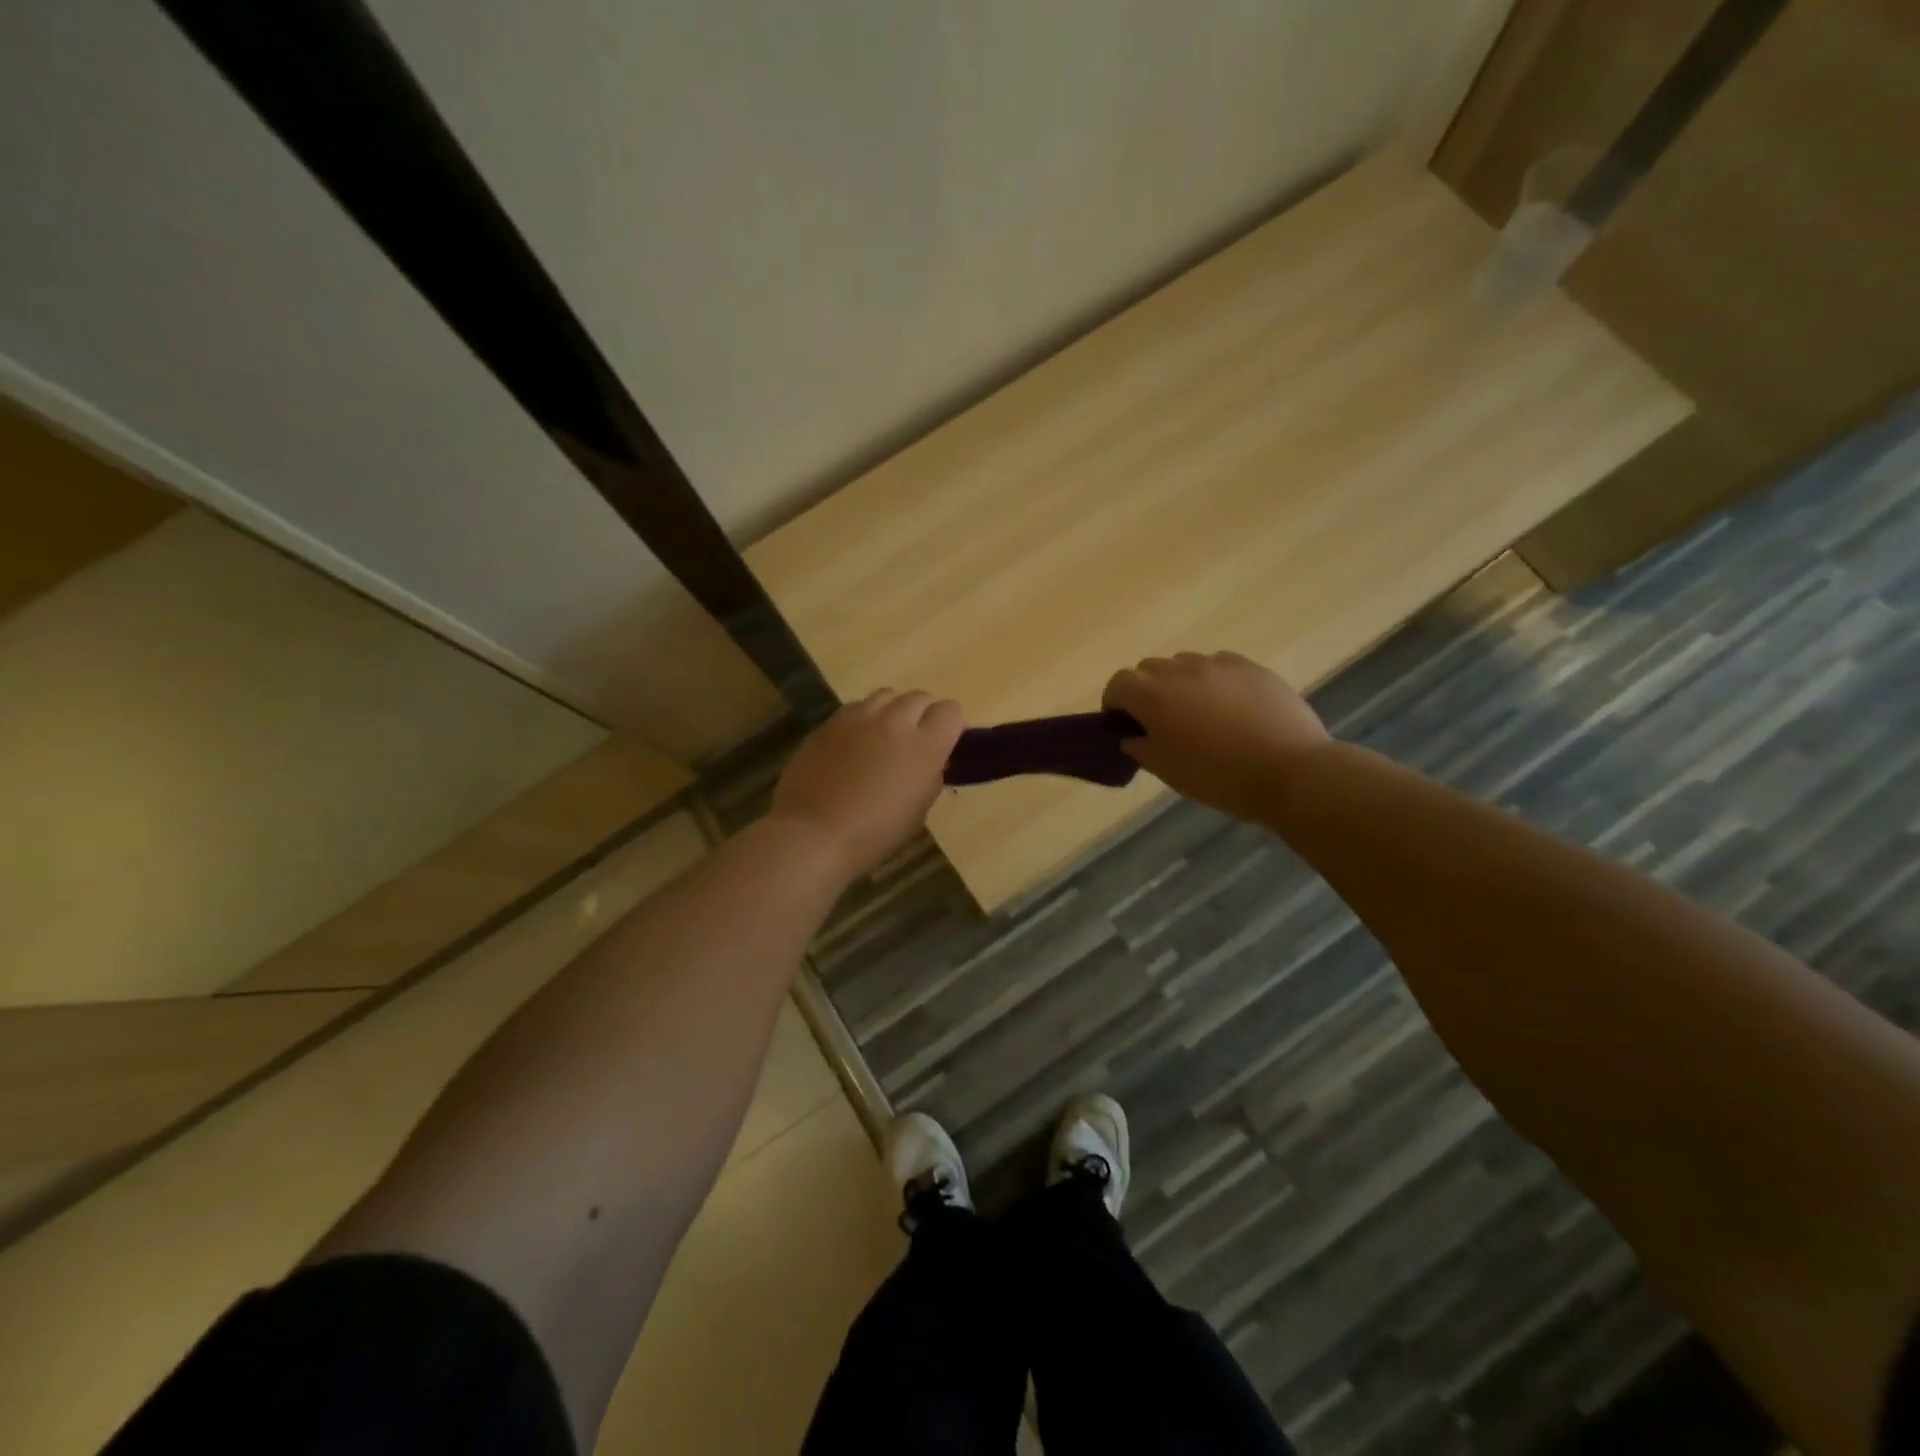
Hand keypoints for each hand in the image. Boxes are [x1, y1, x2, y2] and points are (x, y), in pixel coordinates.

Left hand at [770, 689, 964, 878]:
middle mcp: (894, 721)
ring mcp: (858, 717)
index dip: (951, 725)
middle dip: (923, 714)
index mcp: (924, 746)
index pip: (951, 711)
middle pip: (919, 697)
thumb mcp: (918, 811)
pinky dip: (863, 720)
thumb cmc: (874, 834)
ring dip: (892, 711)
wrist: (813, 834)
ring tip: (883, 736)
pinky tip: (853, 744)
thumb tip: (930, 762)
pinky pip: (855, 708)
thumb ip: (930, 776)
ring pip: (886, 696)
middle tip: (915, 741)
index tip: (945, 743)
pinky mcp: (829, 722)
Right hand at [1103, 652, 1330, 821]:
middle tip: (1160, 722)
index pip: (1118, 684)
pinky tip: (1231, 709)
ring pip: (1185, 665)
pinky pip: (1219, 666)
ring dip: (1180, 684)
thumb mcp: (1167, 770)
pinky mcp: (1250, 666)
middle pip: (1149, 669)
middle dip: (1146, 691)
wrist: (1289, 770)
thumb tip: (1132, 735)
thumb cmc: (1217, 776)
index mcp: (1152, 695)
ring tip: (1199, 714)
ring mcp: (1218, 664)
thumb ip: (1140, 747)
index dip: (1115, 704)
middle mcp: (1180, 670)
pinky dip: (1214, 682)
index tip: (1124, 726)